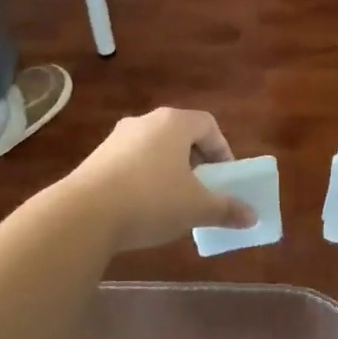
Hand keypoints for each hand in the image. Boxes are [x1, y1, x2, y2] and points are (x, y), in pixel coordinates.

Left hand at [61, 109, 258, 252]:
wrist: (84, 214)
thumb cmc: (152, 200)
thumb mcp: (197, 208)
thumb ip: (226, 209)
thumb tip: (253, 217)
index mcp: (173, 123)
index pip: (208, 124)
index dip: (223, 150)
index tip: (226, 178)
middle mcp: (144, 122)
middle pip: (180, 136)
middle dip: (196, 163)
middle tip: (203, 190)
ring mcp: (116, 139)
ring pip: (154, 150)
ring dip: (169, 172)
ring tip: (174, 204)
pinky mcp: (96, 159)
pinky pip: (131, 164)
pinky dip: (144, 180)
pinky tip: (143, 210)